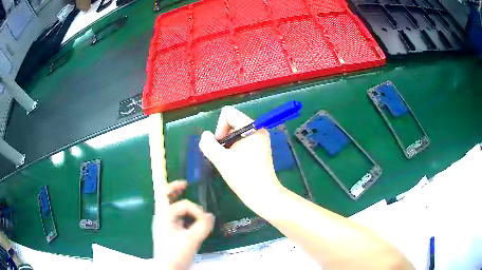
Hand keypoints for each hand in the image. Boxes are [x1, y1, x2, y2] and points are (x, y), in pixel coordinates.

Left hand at [159, 180, 214, 269]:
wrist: (168, 269)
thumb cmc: (176, 254)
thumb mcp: (191, 240)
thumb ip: (202, 226)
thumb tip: (210, 216)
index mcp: (164, 217)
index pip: (181, 204)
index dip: (195, 208)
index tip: (205, 218)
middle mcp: (162, 218)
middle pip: (165, 197)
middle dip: (174, 188)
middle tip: (185, 184)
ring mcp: (164, 224)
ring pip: (170, 206)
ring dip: (178, 200)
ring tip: (187, 195)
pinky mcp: (169, 231)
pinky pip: (175, 217)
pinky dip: (182, 213)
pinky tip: (190, 217)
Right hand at [199, 106, 283, 213]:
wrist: (263, 195)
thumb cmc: (243, 177)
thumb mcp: (221, 160)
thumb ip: (209, 145)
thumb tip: (205, 135)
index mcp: (252, 127)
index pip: (228, 114)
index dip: (219, 128)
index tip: (221, 146)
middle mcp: (258, 129)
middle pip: (232, 122)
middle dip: (224, 137)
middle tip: (224, 155)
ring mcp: (260, 139)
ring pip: (235, 133)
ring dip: (228, 145)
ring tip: (230, 161)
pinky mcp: (260, 148)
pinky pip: (242, 140)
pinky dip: (235, 148)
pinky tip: (236, 162)